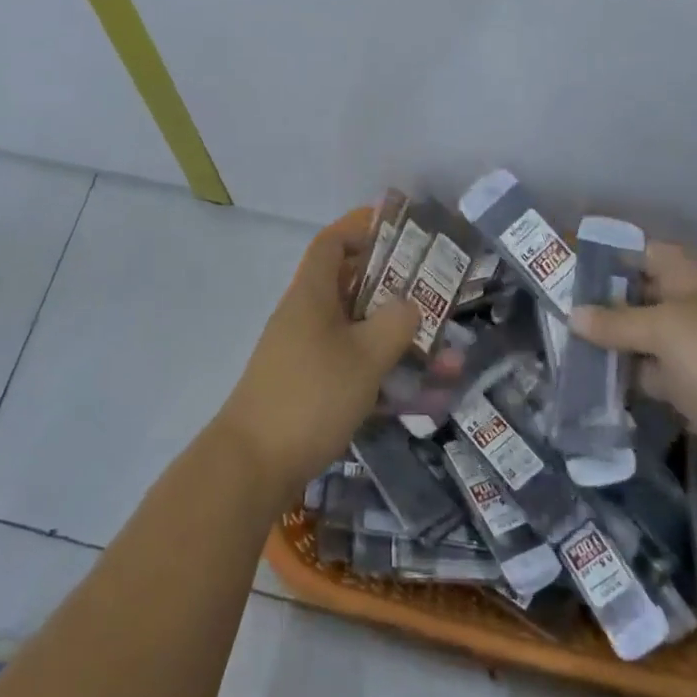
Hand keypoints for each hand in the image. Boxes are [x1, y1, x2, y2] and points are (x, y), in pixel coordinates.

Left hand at [215, 207, 421, 500]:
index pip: (332, 243)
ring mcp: (305, 353)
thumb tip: (409, 304)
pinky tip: (418, 396)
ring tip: (444, 358)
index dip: (362, 230)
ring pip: (358, 332)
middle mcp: (306, 316)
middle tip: (436, 297)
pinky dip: (383, 373)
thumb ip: (395, 323)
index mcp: (312, 294)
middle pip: (351, 287)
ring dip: (396, 340)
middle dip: (395, 291)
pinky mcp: (308, 388)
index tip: (401, 235)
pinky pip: (352, 367)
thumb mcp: (364, 356)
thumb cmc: (311, 396)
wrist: (253, 465)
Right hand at [572, 242, 696, 494]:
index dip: (611, 260)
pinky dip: (630, 377)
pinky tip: (594, 380)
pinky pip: (655, 375)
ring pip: (647, 339)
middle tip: (559, 313)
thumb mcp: (664, 329)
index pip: (648, 255)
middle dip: (605, 306)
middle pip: (644, 297)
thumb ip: (615, 322)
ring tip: (566, 346)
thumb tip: (574, 316)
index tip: (571, 273)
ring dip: (614, 345)